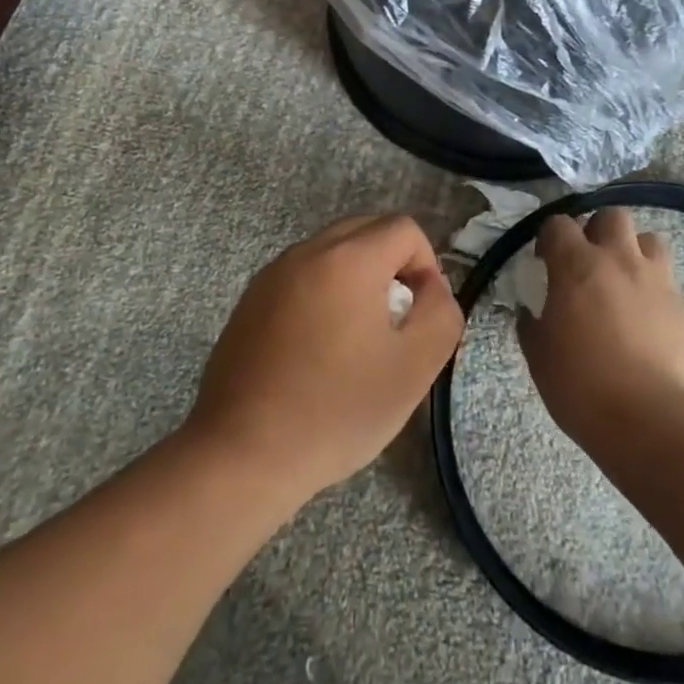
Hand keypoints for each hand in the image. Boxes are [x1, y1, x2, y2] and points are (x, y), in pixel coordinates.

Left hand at [187, 214, 463, 505]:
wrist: (242, 455)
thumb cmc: (336, 410)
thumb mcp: (414, 368)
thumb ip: (441, 314)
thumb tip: (431, 287)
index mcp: (348, 259)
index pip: (404, 229)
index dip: (426, 265)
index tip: (420, 314)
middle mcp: (307, 252)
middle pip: (366, 231)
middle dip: (393, 265)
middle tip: (395, 321)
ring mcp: (271, 275)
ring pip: (332, 253)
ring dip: (357, 279)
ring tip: (356, 338)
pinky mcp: (249, 301)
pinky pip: (301, 276)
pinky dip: (322, 294)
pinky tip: (317, 349)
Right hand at [520, 207, 683, 444]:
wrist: (650, 420)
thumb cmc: (581, 386)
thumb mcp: (539, 356)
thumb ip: (532, 324)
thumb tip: (530, 312)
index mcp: (577, 266)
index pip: (558, 224)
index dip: (549, 237)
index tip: (546, 260)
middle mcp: (620, 260)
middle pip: (612, 216)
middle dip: (598, 230)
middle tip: (590, 261)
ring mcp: (658, 280)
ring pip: (650, 239)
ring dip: (635, 252)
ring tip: (626, 281)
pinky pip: (669, 282)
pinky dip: (656, 290)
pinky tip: (649, 320)